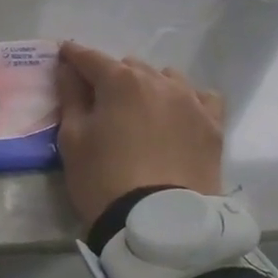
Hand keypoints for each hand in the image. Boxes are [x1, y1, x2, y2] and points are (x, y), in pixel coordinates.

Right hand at [55, 42, 224, 229]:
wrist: (158, 223)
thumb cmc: (104, 180)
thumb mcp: (73, 140)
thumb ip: (70, 97)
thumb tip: (67, 68)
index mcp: (120, 81)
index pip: (90, 58)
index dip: (73, 56)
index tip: (64, 55)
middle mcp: (159, 81)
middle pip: (130, 66)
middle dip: (112, 76)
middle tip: (101, 100)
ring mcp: (191, 101)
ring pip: (166, 78)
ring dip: (149, 86)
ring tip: (141, 109)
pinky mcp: (213, 125)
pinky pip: (201, 98)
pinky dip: (186, 100)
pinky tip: (179, 115)